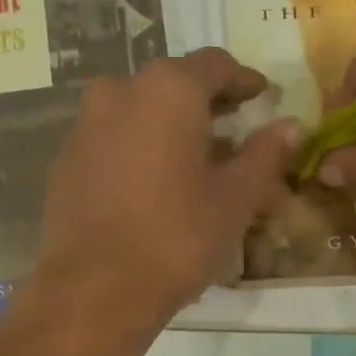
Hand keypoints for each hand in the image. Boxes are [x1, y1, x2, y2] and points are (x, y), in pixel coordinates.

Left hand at [27, 49, 300, 344]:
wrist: (95, 290)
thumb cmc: (176, 237)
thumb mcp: (235, 198)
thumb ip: (265, 154)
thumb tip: (290, 126)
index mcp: (168, 90)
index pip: (215, 65)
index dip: (244, 80)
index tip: (261, 97)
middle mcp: (120, 92)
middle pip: (174, 87)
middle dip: (207, 108)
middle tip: (233, 135)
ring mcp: (85, 125)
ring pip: (140, 113)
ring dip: (171, 129)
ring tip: (195, 165)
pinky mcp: (66, 160)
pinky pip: (113, 141)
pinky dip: (139, 150)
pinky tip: (154, 186)